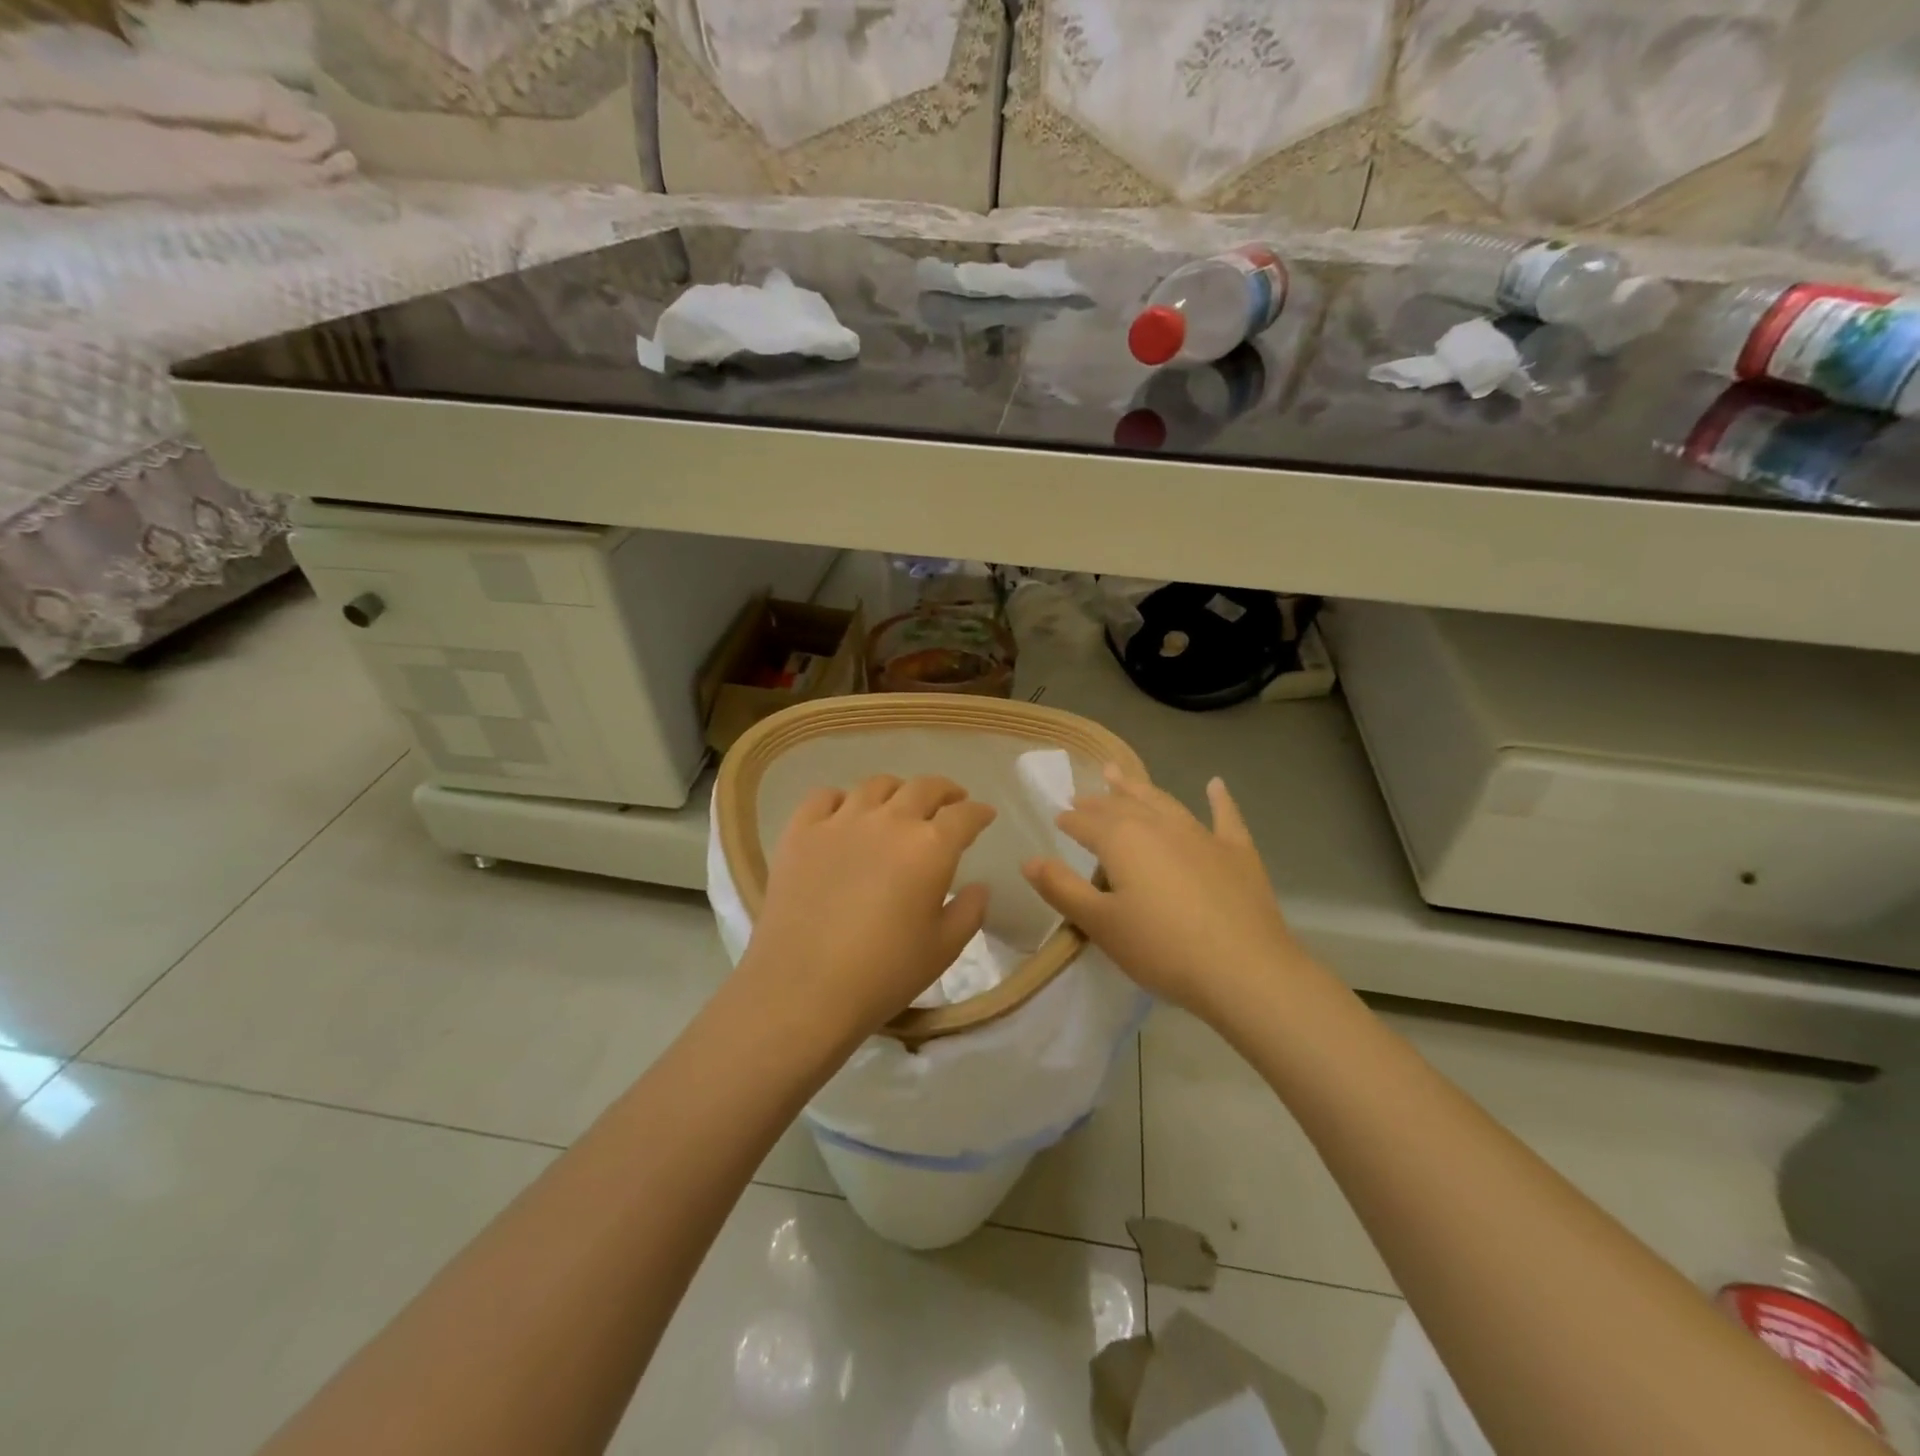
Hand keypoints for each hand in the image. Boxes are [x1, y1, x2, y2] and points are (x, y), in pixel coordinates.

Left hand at [740, 774, 996, 1049]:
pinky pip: (824, 797)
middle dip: (944, 790)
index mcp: (930, 847)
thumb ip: (969, 911)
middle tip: (951, 800)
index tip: (984, 815)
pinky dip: (841, 799)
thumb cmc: (884, 973)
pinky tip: (844, 814)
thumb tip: (978, 887)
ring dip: (897, 790)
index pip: (964, 815)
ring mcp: (840, 822)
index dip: (979, 812)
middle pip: (923, 788)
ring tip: (899, 804)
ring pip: (875, 785)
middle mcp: (889, 821)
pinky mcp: (800, 832)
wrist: (803, 988)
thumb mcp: (943, 949)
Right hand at [1022, 766, 1305, 1021]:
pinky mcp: (1236, 853)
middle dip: (1099, 800)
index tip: (1058, 817)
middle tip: (1083, 794)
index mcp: (1123, 841)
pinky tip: (1216, 784)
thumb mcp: (1101, 924)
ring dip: (1139, 788)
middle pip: (1122, 806)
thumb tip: (1029, 860)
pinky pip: (1224, 817)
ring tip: (1120, 775)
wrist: (1245, 970)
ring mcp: (1201, 835)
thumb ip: (1063, 889)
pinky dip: (1219, 799)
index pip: (1086, 823)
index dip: (1069, 820)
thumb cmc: (1163, 949)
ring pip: (1163, 802)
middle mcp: (1159, 826)